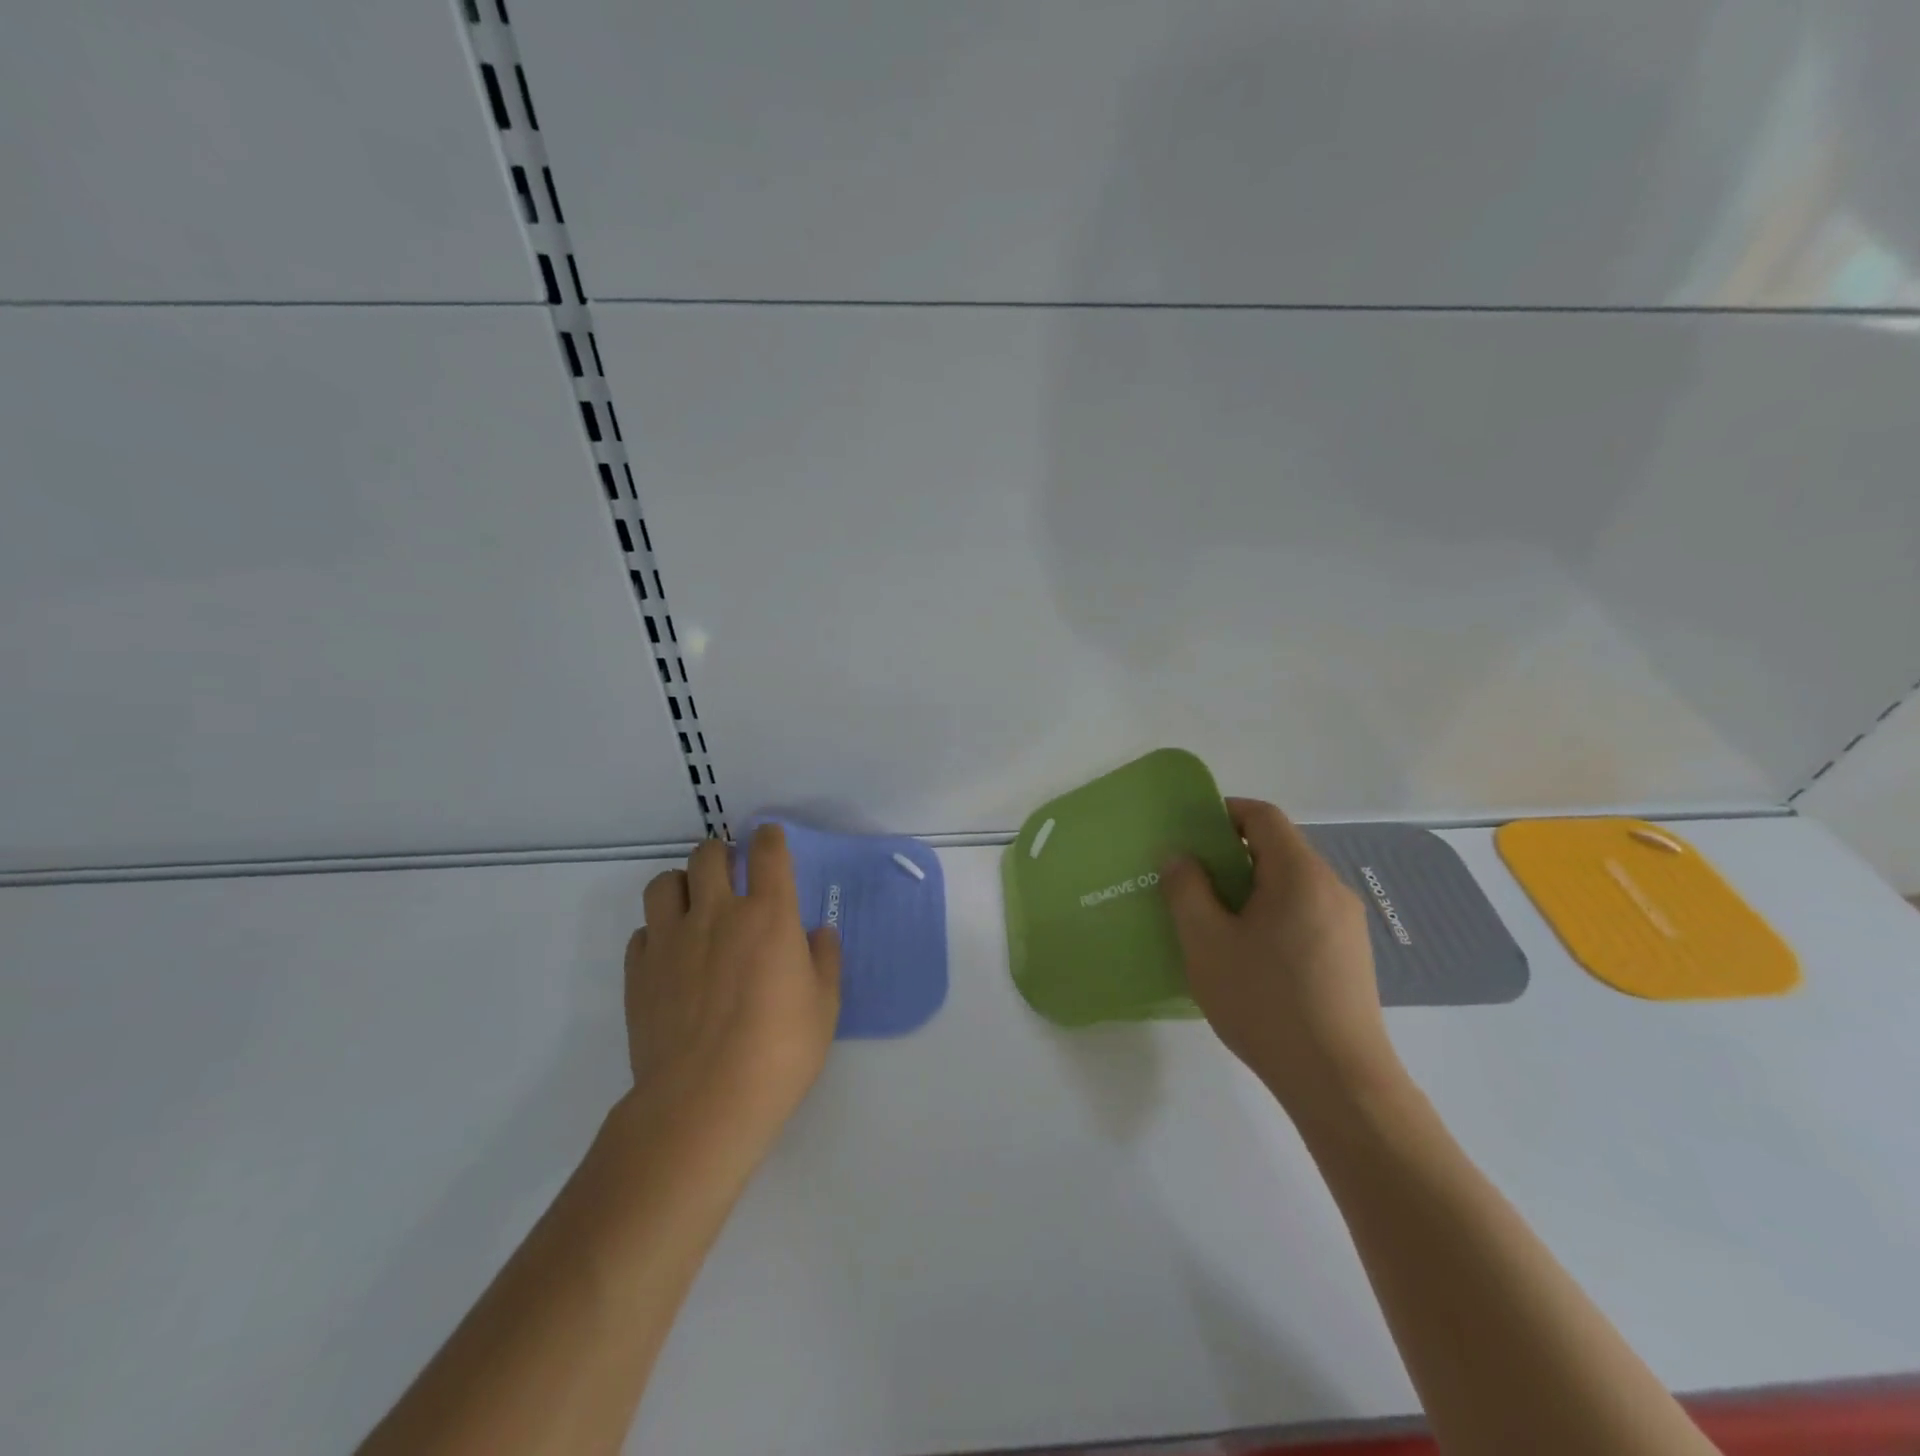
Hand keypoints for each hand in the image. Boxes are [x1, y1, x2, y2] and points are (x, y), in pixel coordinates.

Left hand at [622, 825, 840, 1166]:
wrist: (703, 1103)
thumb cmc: (778, 1053)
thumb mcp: (824, 1008)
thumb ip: (824, 961)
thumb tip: (818, 934)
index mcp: (768, 915)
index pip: (768, 851)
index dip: (770, 838)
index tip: (770, 840)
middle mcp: (717, 914)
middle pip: (709, 854)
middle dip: (722, 853)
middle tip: (731, 872)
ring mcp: (671, 940)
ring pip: (664, 882)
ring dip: (682, 884)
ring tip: (693, 905)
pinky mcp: (638, 971)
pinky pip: (642, 931)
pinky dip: (657, 932)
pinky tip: (671, 956)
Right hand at [1162, 798, 1404, 1126]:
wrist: (1339, 1082)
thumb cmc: (1265, 1002)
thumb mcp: (1207, 943)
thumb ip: (1186, 890)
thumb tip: (1180, 856)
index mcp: (1299, 874)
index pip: (1263, 817)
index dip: (1225, 813)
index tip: (1190, 833)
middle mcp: (1331, 888)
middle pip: (1279, 848)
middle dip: (1232, 854)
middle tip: (1192, 880)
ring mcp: (1347, 924)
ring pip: (1292, 884)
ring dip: (1252, 888)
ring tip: (1215, 919)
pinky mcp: (1352, 955)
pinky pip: (1305, 913)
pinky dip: (1273, 914)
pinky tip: (1250, 954)